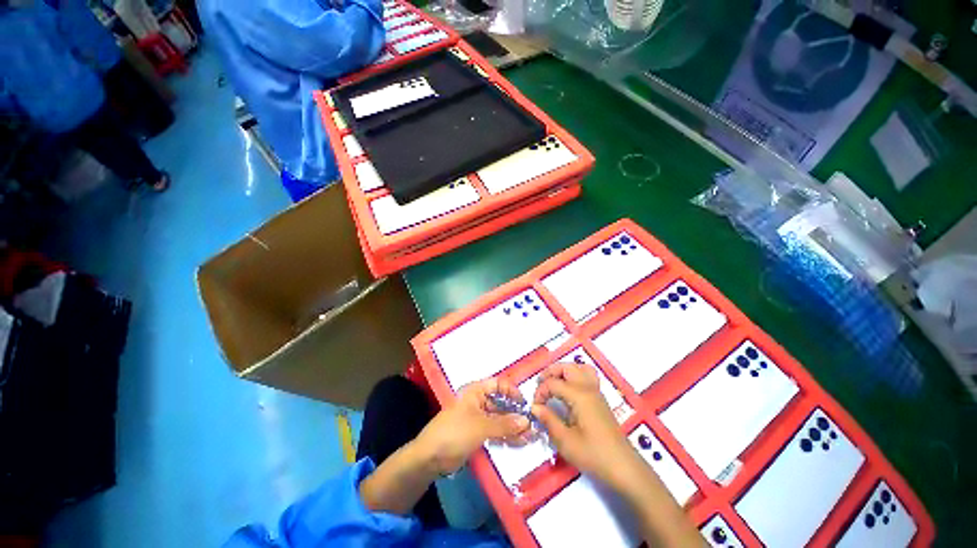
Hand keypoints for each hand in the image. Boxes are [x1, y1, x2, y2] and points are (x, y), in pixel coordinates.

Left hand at [415, 377, 530, 474]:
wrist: (431, 457)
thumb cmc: (455, 432)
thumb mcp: (481, 426)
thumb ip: (504, 424)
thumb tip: (527, 421)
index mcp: (476, 391)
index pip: (498, 384)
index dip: (512, 391)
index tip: (525, 403)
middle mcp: (478, 402)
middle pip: (500, 403)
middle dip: (515, 413)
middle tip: (532, 425)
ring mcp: (478, 418)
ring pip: (499, 419)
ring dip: (513, 427)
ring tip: (530, 436)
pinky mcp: (477, 434)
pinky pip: (495, 431)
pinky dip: (506, 436)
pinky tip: (519, 443)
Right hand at [532, 362, 637, 485]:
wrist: (624, 468)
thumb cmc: (593, 455)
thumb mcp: (565, 441)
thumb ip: (548, 420)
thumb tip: (534, 407)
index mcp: (579, 395)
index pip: (553, 383)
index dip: (540, 391)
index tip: (535, 406)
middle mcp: (588, 388)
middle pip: (567, 367)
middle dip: (551, 372)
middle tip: (540, 386)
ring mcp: (596, 392)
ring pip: (579, 367)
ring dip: (564, 371)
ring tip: (554, 383)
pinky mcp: (600, 399)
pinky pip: (587, 376)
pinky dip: (574, 376)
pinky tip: (568, 391)